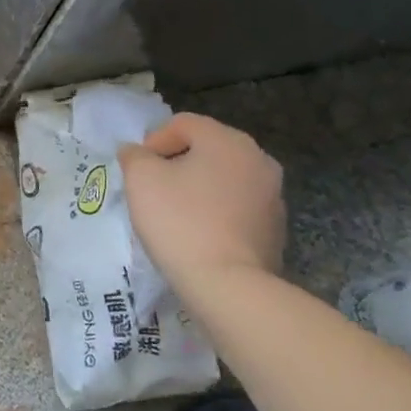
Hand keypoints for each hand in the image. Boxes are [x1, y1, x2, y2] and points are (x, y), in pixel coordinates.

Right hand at [120, 114, 285, 289]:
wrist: (229, 286)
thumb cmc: (181, 222)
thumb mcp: (141, 179)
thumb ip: (134, 156)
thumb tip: (137, 152)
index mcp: (228, 140)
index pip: (183, 123)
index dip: (154, 141)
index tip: (138, 169)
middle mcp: (258, 159)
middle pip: (207, 149)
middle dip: (177, 164)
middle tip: (153, 189)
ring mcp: (273, 195)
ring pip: (224, 179)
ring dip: (199, 188)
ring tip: (175, 214)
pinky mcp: (276, 228)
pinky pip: (238, 208)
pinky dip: (217, 212)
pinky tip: (199, 235)